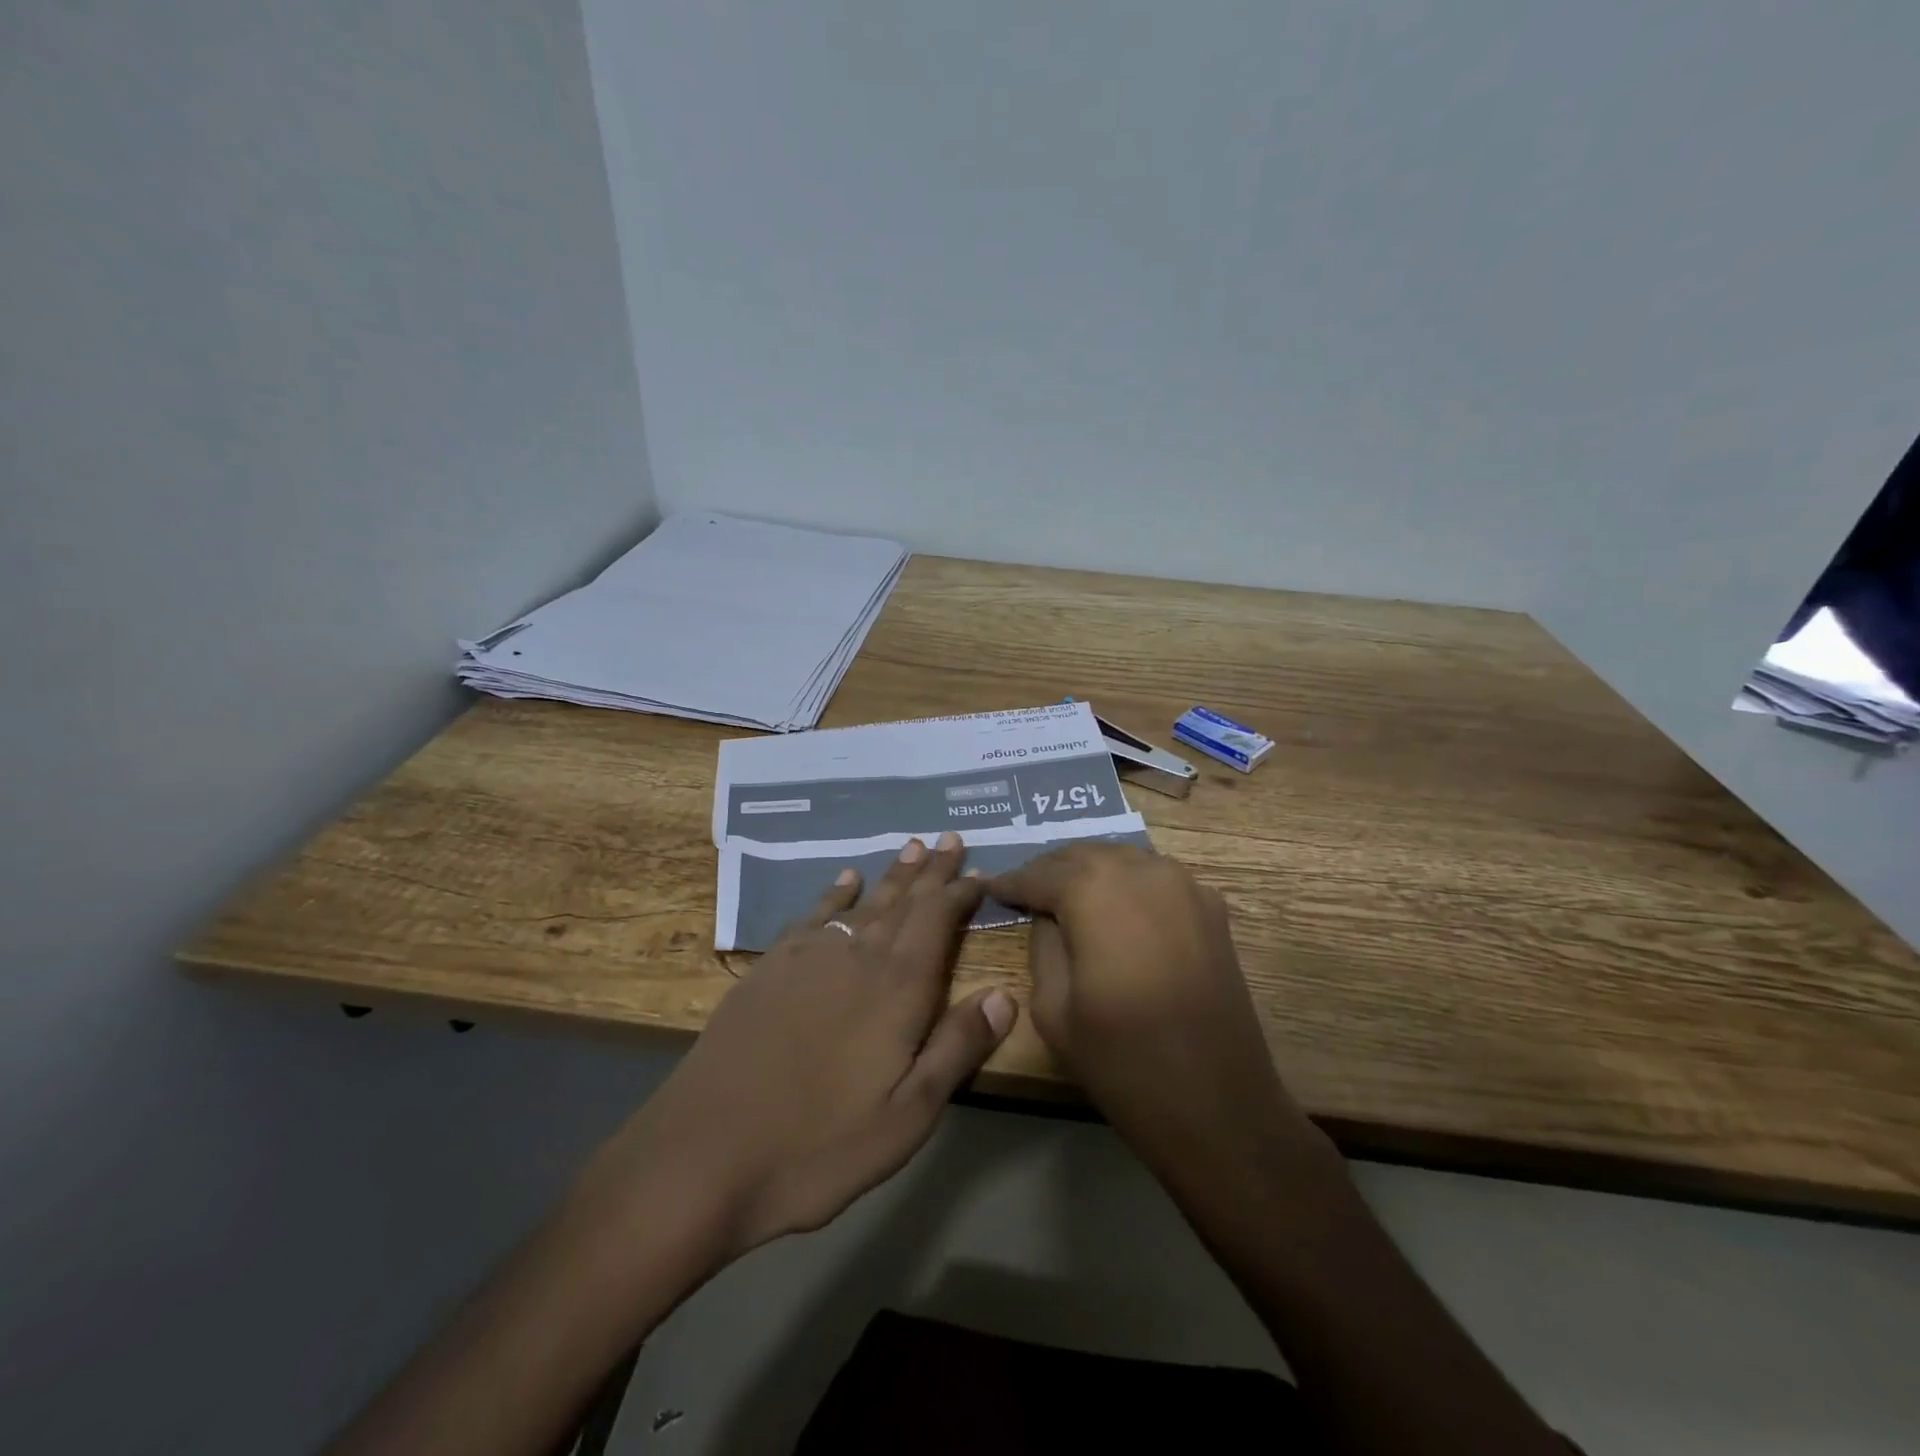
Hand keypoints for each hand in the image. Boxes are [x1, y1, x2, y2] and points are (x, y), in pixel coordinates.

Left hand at [585, 832, 1016, 1260]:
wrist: (704, 1154)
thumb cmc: (818, 1145)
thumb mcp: (906, 1117)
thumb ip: (956, 1049)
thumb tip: (1004, 995)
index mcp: (897, 989)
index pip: (938, 921)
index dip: (960, 893)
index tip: (979, 872)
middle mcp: (856, 957)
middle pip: (903, 901)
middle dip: (930, 870)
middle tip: (948, 837)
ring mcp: (808, 958)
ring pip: (862, 901)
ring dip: (891, 875)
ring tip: (910, 847)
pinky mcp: (770, 968)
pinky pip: (813, 913)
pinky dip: (834, 892)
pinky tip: (844, 879)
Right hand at [989, 843, 1317, 1175]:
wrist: (1217, 1104)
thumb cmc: (1122, 1060)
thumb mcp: (1052, 1008)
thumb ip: (1042, 945)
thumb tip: (1047, 916)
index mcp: (1094, 891)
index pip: (1041, 873)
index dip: (1013, 882)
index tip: (993, 889)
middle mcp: (1141, 871)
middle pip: (1084, 855)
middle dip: (1052, 871)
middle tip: (1028, 891)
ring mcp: (1184, 885)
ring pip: (1124, 859)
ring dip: (1093, 872)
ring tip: (1069, 897)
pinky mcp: (1211, 908)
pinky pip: (1158, 878)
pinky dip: (1131, 884)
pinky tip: (1119, 909)